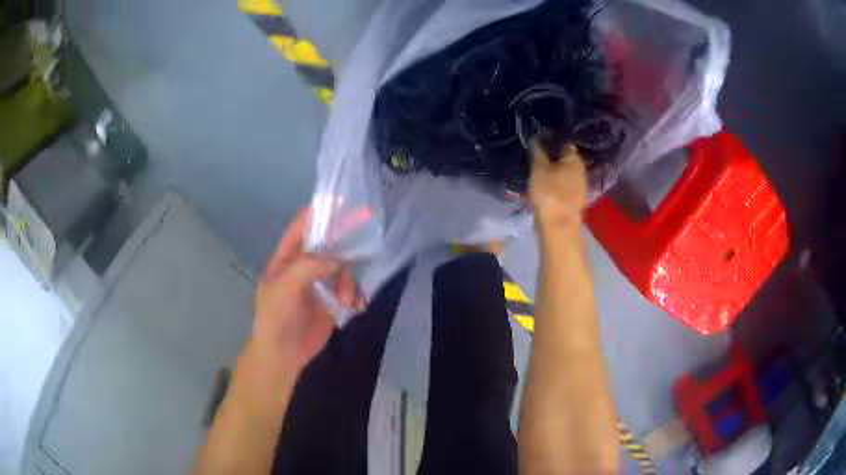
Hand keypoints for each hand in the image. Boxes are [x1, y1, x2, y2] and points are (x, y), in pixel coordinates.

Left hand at [251, 208, 362, 373]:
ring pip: (342, 269)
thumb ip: (307, 267)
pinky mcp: (331, 301)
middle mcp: (303, 267)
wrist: (283, 355)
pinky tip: (357, 305)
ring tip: (348, 300)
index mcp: (286, 259)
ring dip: (349, 281)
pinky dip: (356, 294)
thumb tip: (337, 259)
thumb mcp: (284, 288)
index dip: (317, 214)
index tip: (339, 202)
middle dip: (344, 246)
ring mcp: (318, 284)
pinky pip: (349, 289)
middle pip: (327, 246)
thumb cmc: (276, 318)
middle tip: (364, 239)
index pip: (301, 229)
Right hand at [529, 142, 587, 233]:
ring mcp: (579, 187)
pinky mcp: (573, 200)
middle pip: (565, 158)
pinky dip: (554, 182)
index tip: (537, 137)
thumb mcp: (539, 168)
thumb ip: (537, 151)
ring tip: (536, 168)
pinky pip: (563, 185)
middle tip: (535, 153)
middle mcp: (581, 170)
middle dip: (552, 155)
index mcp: (575, 159)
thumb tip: (536, 137)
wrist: (559, 227)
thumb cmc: (549, 193)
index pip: (564, 141)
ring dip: (552, 170)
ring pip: (564, 172)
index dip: (551, 138)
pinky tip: (543, 184)